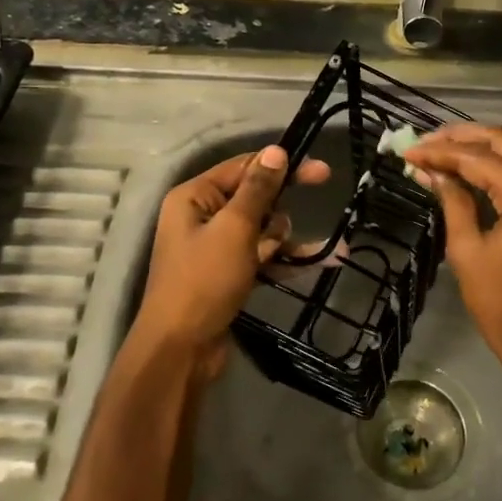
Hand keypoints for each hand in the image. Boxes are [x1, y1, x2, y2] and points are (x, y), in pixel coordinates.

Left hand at [131, 146, 330, 376]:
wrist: (181, 350)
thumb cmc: (204, 280)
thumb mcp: (235, 229)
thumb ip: (257, 189)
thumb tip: (276, 151)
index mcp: (194, 197)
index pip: (243, 168)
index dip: (281, 166)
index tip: (320, 171)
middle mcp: (201, 217)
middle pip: (253, 198)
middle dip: (281, 207)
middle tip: (320, 193)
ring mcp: (214, 248)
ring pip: (260, 229)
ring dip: (284, 237)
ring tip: (308, 252)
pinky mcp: (226, 274)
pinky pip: (260, 256)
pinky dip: (283, 259)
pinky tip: (319, 262)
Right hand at [405, 124, 501, 377]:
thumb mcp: (469, 252)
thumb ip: (453, 202)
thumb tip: (433, 173)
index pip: (480, 157)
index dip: (441, 152)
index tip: (408, 151)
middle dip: (463, 138)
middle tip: (426, 143)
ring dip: (482, 150)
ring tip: (442, 153)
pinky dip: (501, 168)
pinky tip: (471, 172)